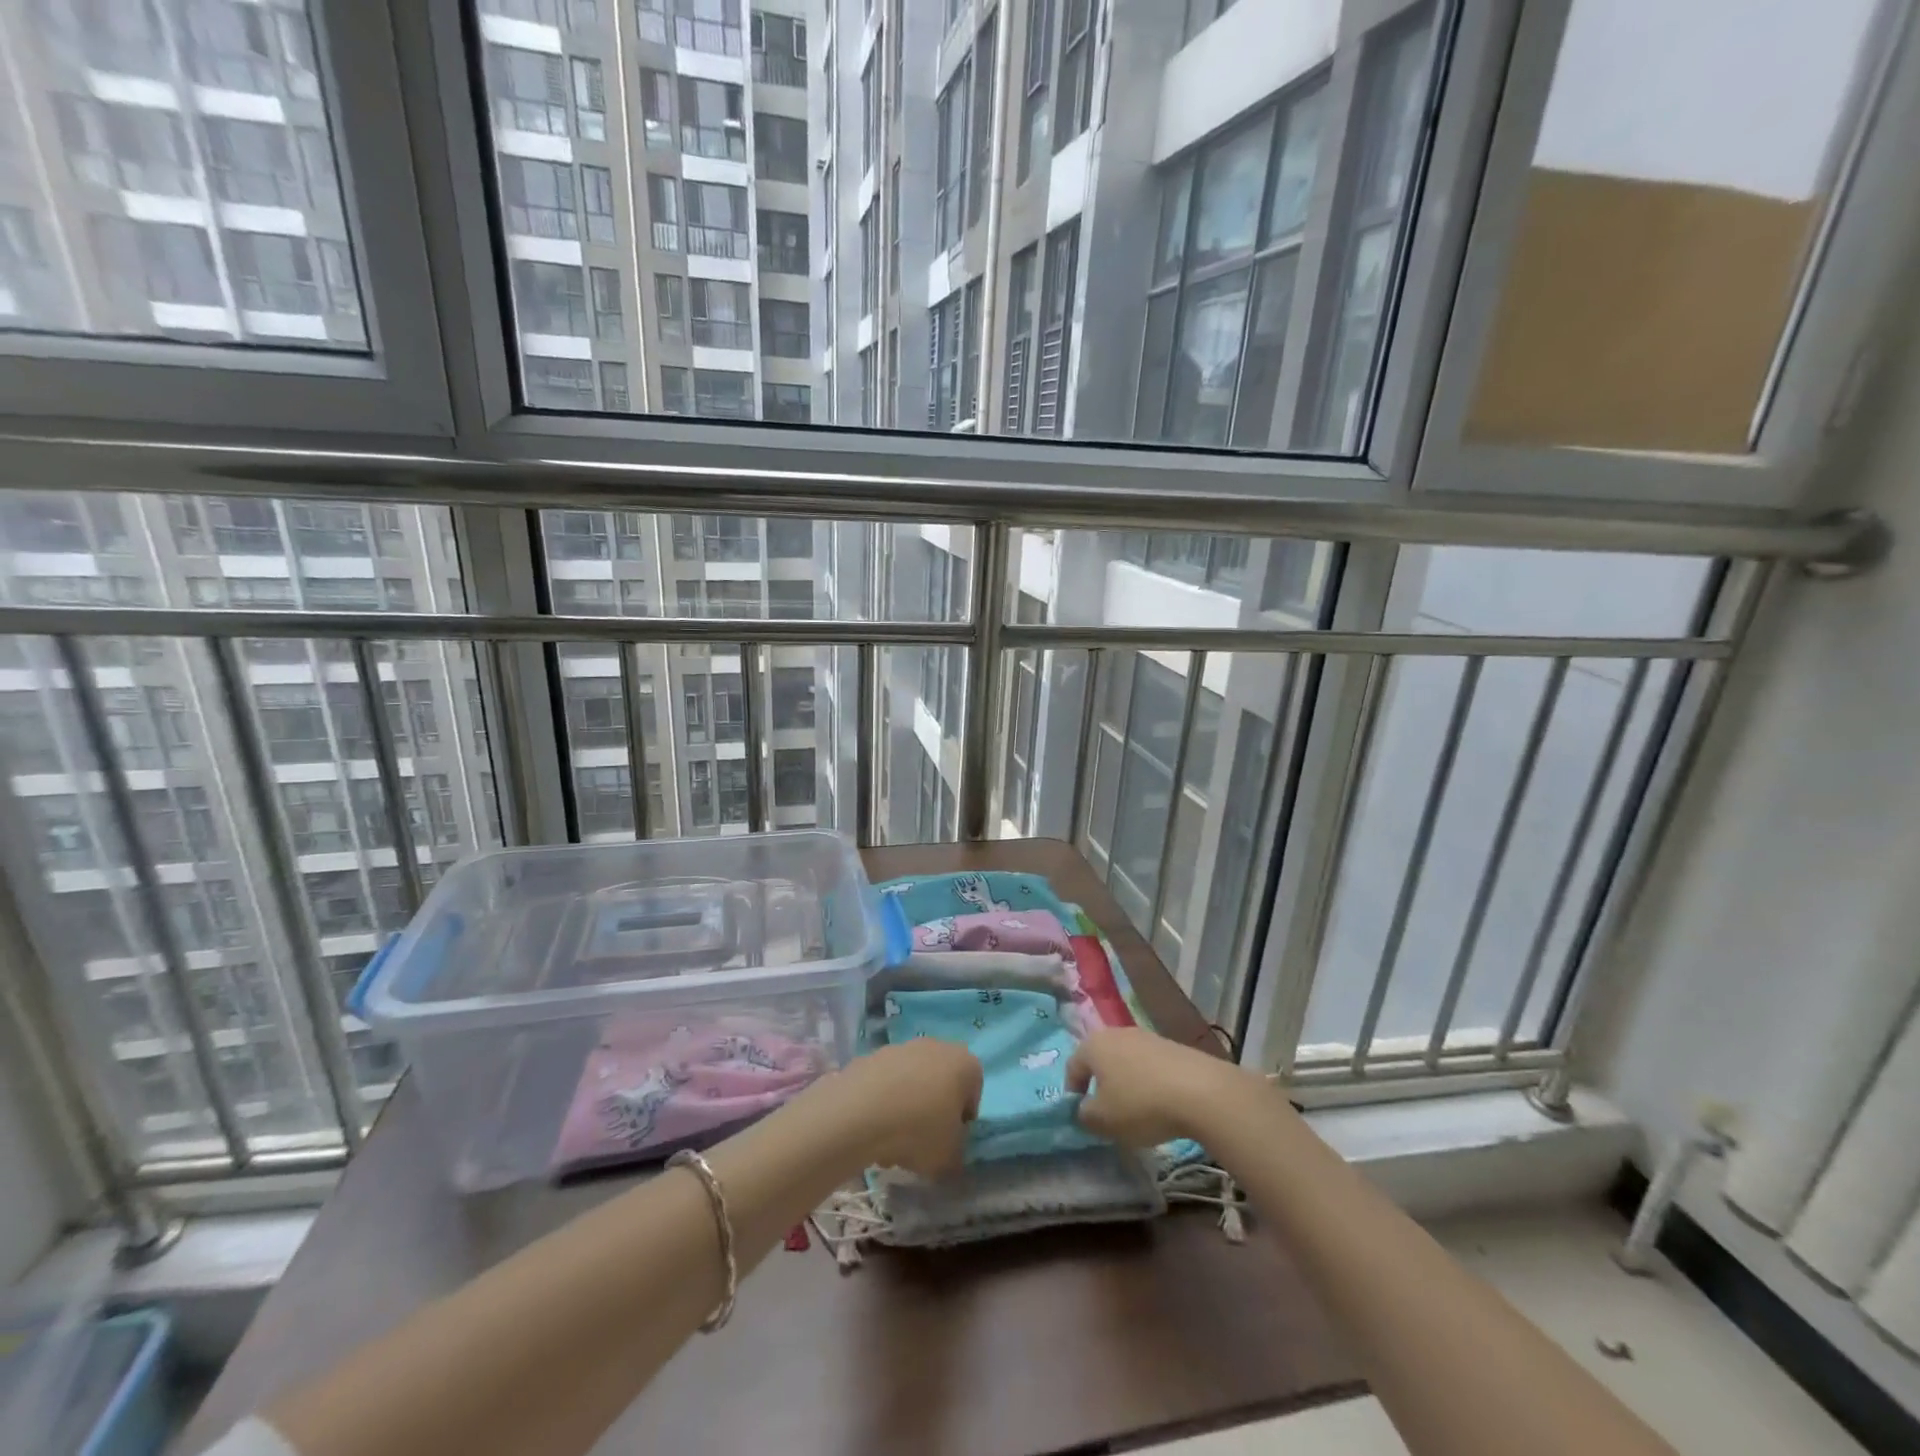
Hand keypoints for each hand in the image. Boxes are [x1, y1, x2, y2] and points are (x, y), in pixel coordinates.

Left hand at [819, 1039, 981, 1177]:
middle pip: (940, 1082)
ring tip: (892, 1142)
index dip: (963, 1119)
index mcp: (964, 1063)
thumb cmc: (919, 1130)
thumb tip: (950, 1152)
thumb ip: (956, 1153)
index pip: (973, 1091)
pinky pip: (885, 1083)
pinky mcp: (871, 1056)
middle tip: (923, 1141)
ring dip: (907, 1107)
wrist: (860, 1111)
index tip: (950, 1140)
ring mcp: (901, 1047)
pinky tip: (873, 1128)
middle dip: (933, 1110)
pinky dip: (883, 1102)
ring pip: (911, 1082)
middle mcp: (936, 1046)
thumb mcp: (950, 1156)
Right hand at [1066, 1027, 1257, 1146]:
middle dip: (1101, 1087)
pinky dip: (1149, 1083)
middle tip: (1107, 1115)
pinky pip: (1150, 1066)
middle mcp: (1117, 1033)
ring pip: (1126, 1062)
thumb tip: (1083, 1109)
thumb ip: (1083, 1115)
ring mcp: (1146, 1036)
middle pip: (1100, 1061)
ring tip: (1137, 1113)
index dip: (1073, 1093)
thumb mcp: (1103, 1121)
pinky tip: (1161, 1105)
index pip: (1073, 1067)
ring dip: (1126, 1085)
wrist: (1200, 1091)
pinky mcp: (1171, 1046)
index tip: (1082, 1117)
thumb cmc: (1140, 1104)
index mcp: (1094, 1045)